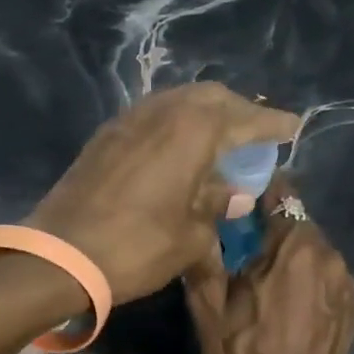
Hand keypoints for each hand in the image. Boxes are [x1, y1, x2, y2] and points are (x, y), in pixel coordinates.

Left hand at [27, 84, 299, 300]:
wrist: (59, 256)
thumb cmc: (136, 248)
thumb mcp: (190, 237)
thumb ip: (217, 207)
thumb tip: (235, 195)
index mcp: (192, 131)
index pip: (244, 119)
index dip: (271, 123)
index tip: (293, 127)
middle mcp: (161, 112)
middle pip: (209, 98)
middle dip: (238, 110)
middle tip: (256, 131)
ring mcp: (127, 121)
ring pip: (177, 102)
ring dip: (203, 114)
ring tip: (220, 139)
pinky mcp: (104, 137)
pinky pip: (151, 117)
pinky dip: (174, 125)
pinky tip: (178, 149)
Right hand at [184, 176, 353, 353]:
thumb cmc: (244, 353)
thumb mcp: (207, 306)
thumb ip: (205, 255)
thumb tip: (203, 223)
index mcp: (293, 245)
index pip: (281, 193)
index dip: (257, 194)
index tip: (238, 205)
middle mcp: (328, 253)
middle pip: (297, 223)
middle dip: (272, 231)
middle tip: (244, 250)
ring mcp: (345, 281)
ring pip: (313, 251)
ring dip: (291, 258)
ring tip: (266, 281)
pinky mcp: (353, 306)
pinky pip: (326, 277)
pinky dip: (308, 281)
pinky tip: (289, 305)